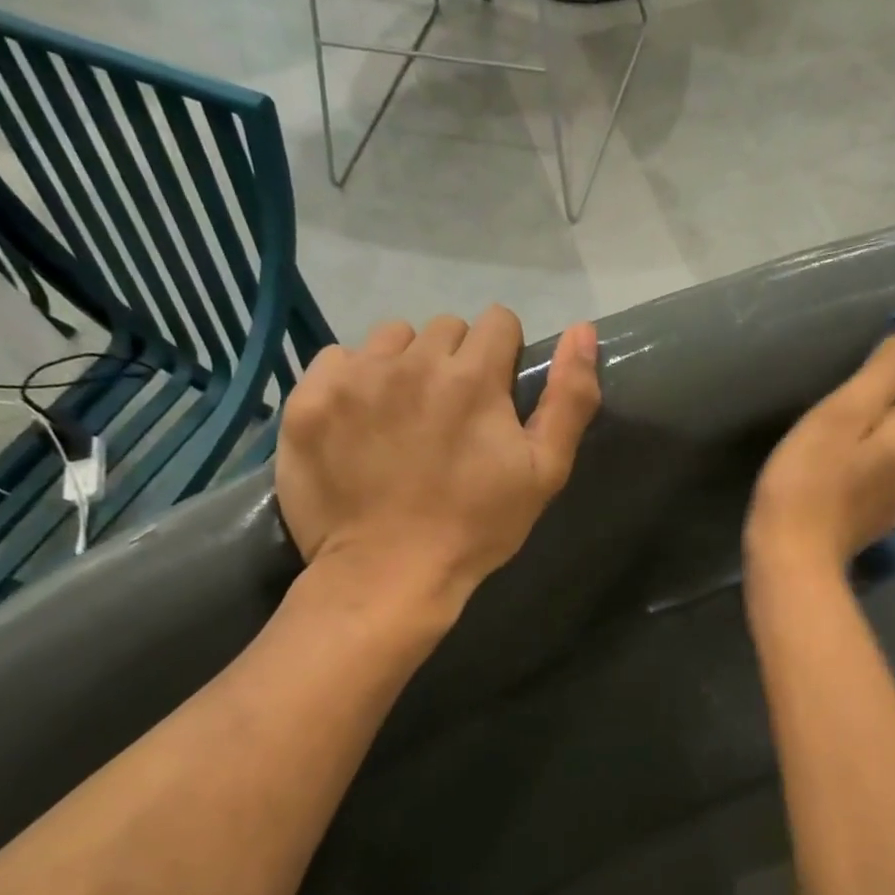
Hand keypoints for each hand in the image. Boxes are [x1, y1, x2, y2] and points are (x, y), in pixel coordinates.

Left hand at [277, 307, 600, 610]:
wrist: (388, 573)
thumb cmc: (477, 527)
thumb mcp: (545, 471)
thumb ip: (570, 398)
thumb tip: (583, 330)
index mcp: (473, 377)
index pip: (497, 322)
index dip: (504, 355)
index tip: (497, 394)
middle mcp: (412, 361)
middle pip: (445, 329)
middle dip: (456, 361)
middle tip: (451, 416)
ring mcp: (355, 377)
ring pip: (391, 338)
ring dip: (405, 365)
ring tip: (404, 416)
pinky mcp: (311, 398)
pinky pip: (338, 359)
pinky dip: (354, 381)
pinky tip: (361, 423)